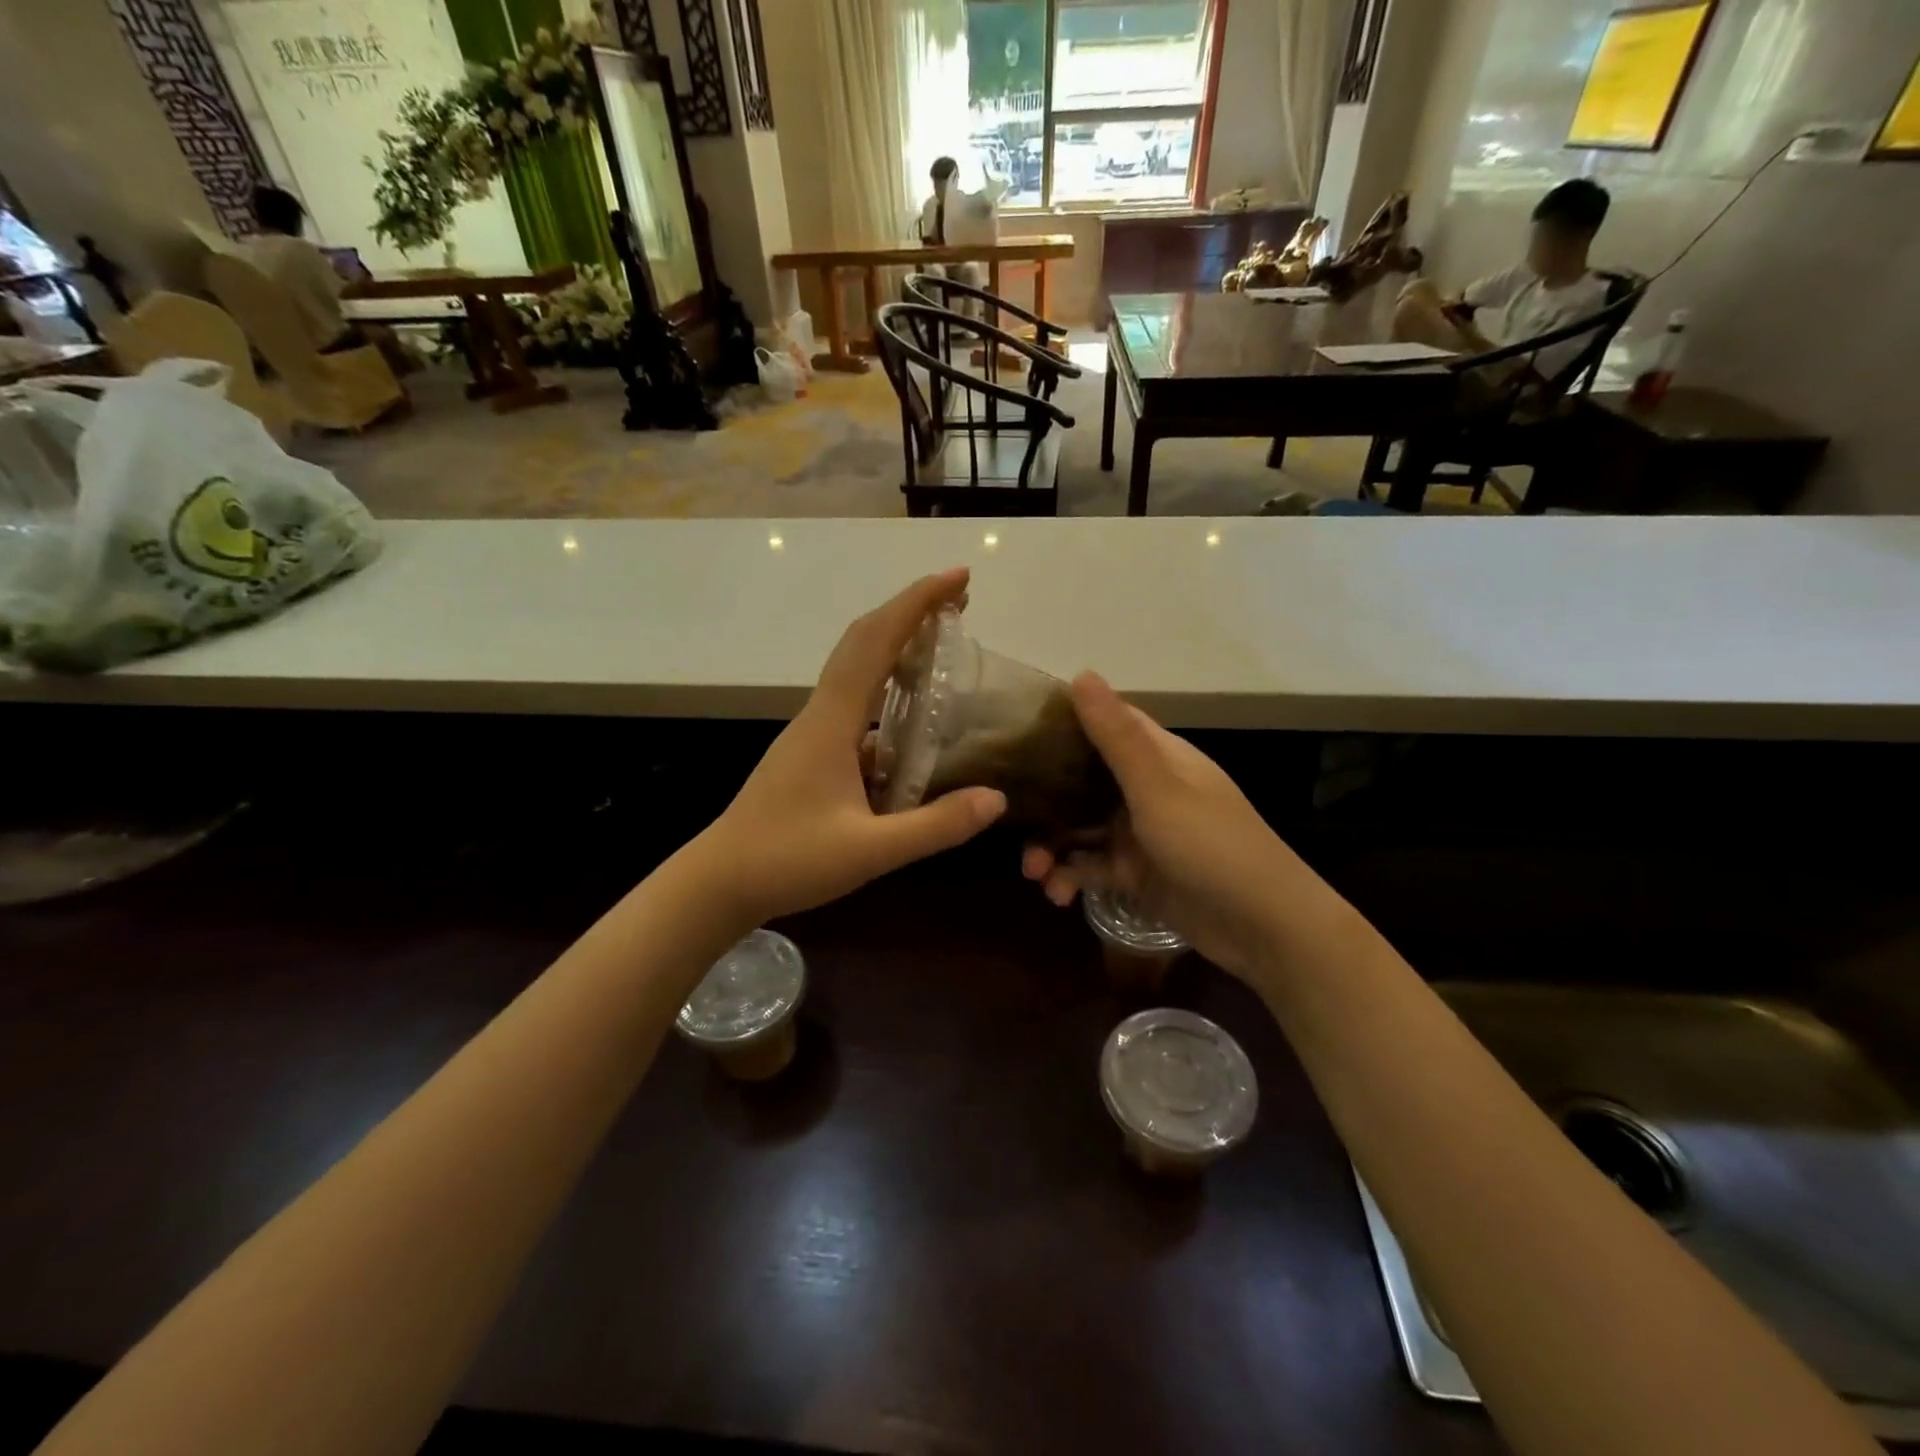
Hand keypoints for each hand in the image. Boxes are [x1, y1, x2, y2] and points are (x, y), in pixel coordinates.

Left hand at [695, 568, 1006, 926]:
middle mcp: (820, 715)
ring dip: (897, 648)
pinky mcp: (810, 754)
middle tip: (960, 601)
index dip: (917, 603)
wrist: (718, 882)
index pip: (875, 643)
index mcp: (832, 722)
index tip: (959, 579)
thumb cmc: (787, 861)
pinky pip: (854, 706)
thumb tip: (997, 799)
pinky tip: (910, 723)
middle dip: (911, 612)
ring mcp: (811, 733)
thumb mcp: (870, 852)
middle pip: (863, 643)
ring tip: (941, 646)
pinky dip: (886, 693)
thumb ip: (934, 827)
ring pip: (856, 672)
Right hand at [1021, 673, 1308, 982]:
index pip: (1106, 724)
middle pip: (1082, 781)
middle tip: (1008, 817)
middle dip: (1046, 801)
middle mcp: (1146, 789)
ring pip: (1080, 828)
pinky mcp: (1136, 874)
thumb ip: (1116, 736)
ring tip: (1034, 872)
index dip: (1063, 723)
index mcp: (1158, 757)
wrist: (1263, 927)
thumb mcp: (1158, 788)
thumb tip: (1081, 672)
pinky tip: (1057, 895)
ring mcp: (1140, 833)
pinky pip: (1091, 867)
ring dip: (1052, 846)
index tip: (1016, 731)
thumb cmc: (1210, 845)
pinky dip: (1071, 877)